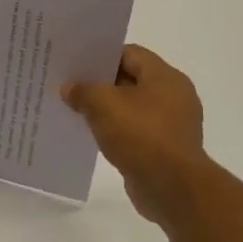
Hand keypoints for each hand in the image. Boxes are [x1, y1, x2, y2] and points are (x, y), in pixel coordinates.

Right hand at [62, 44, 208, 225]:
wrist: (172, 188)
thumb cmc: (141, 136)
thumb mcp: (103, 105)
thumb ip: (83, 90)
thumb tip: (69, 88)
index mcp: (165, 77)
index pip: (130, 53)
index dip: (101, 55)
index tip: (76, 63)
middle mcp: (174, 96)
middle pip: (131, 79)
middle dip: (101, 83)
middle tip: (71, 85)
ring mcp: (172, 124)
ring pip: (132, 107)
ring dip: (107, 109)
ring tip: (77, 110)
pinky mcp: (166, 149)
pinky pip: (136, 131)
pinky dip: (117, 131)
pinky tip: (94, 135)